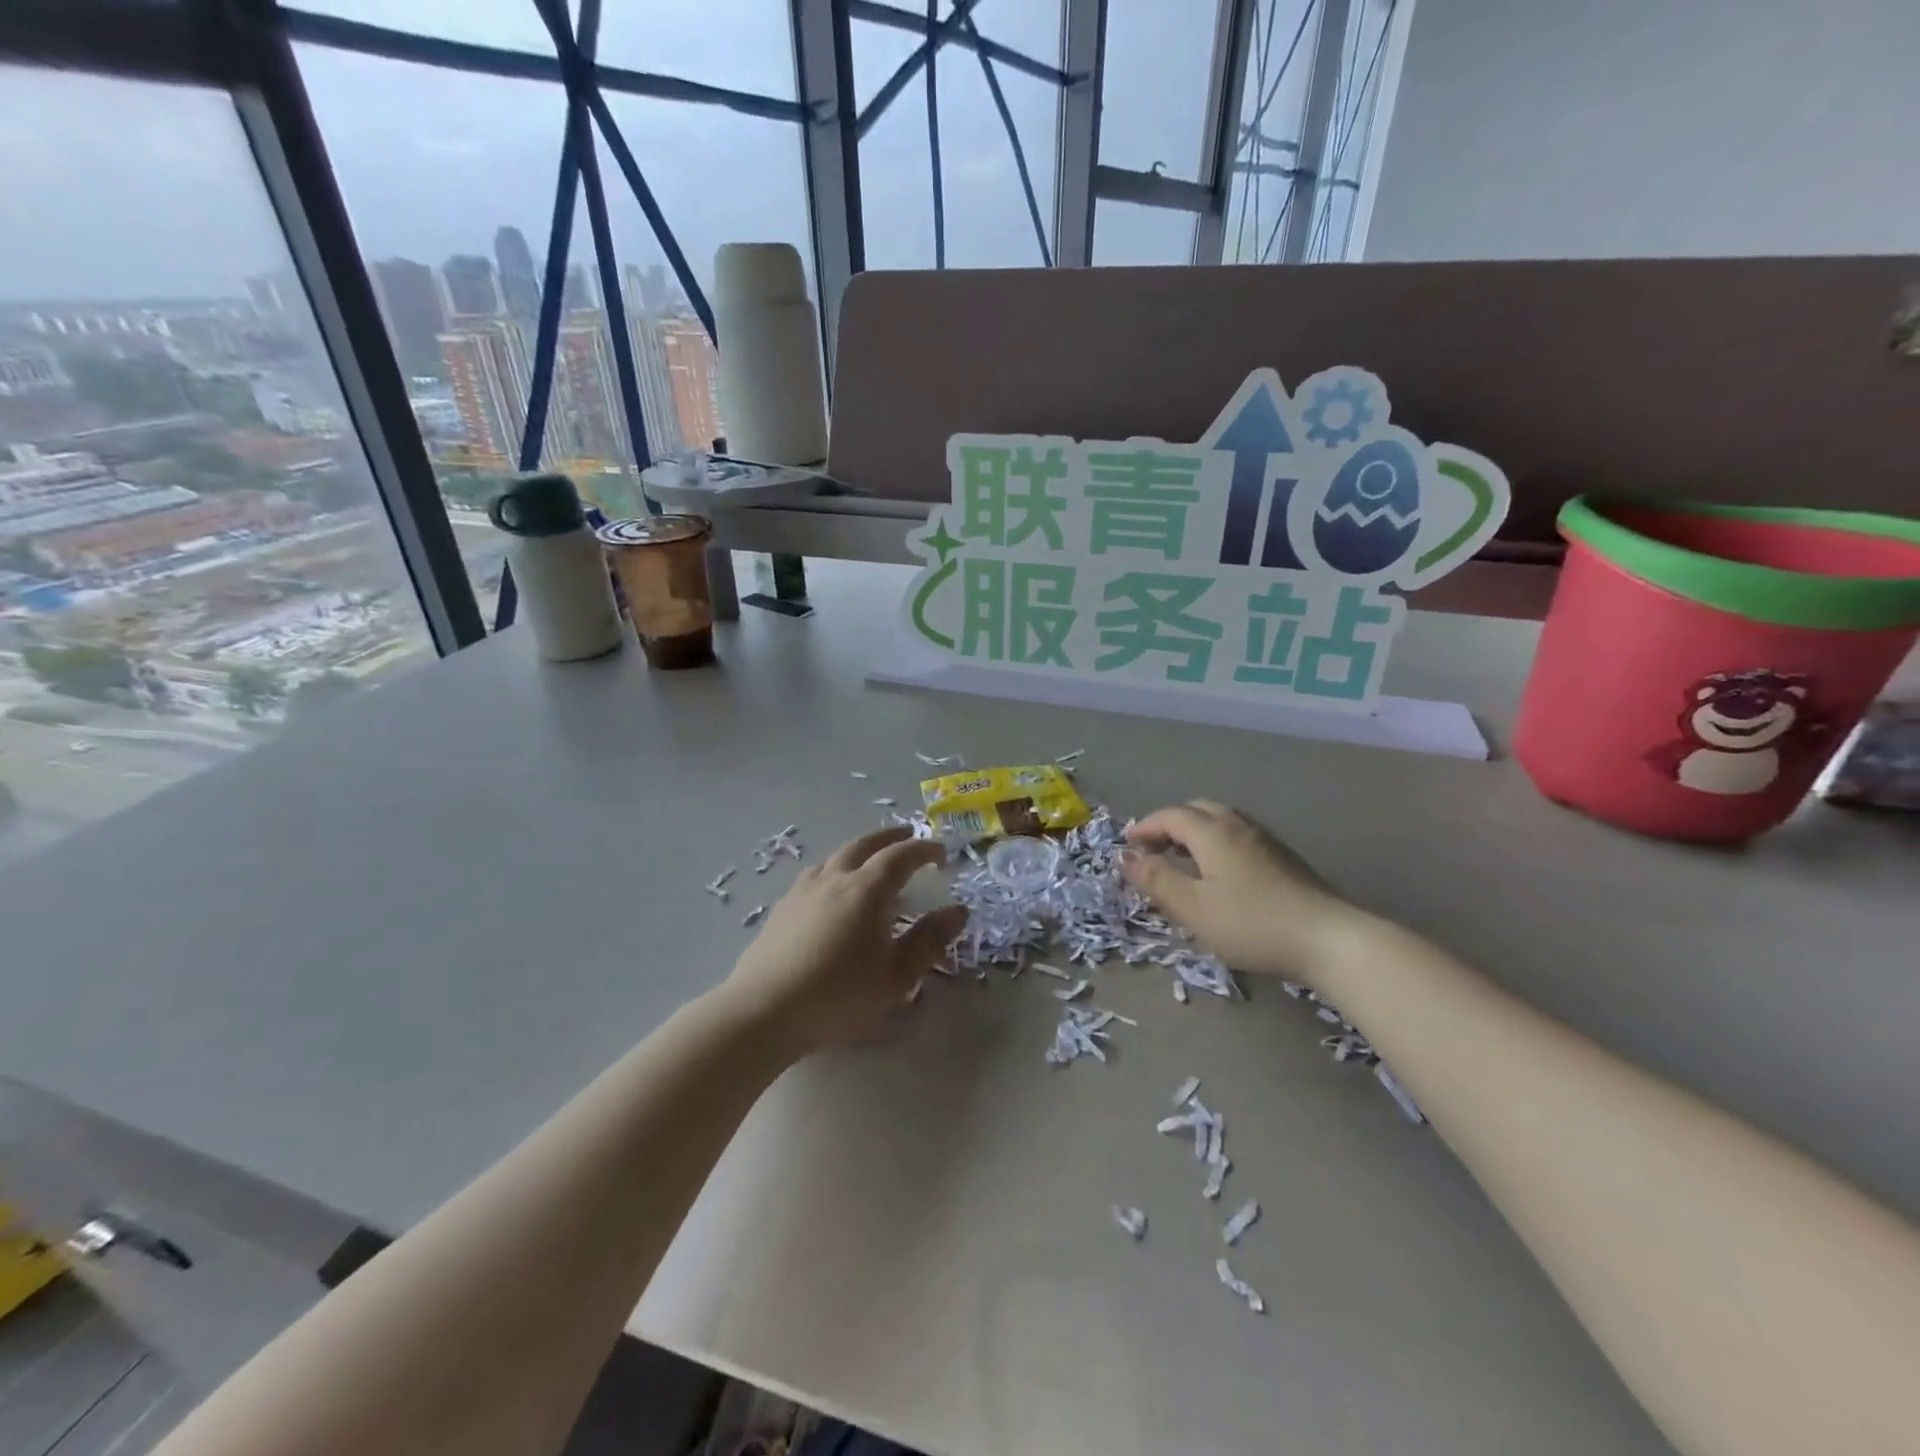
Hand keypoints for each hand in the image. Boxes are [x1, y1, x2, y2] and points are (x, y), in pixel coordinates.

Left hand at [722, 827, 967, 1056]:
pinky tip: (830, 890)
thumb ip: (928, 941)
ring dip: (858, 850)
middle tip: (907, 835)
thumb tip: (958, 911)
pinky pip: (814, 875)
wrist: (764, 1011)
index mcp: (866, 890)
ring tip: (869, 860)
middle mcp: (834, 879)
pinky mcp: (781, 909)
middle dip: (889, 837)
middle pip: (864, 845)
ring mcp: (803, 891)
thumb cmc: (839, 996)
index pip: (900, 856)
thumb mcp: (896, 977)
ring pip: (835, 857)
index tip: (941, 852)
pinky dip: (833, 870)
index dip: (923, 849)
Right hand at [1121, 800, 1361, 978]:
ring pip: (1221, 822)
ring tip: (1183, 862)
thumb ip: (1156, 880)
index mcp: (1212, 832)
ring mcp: (1266, 840)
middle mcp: (1238, 826)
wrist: (1330, 939)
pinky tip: (1219, 875)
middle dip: (1170, 825)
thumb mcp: (1193, 907)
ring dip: (1195, 835)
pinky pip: (1238, 837)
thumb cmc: (1251, 923)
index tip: (1127, 845)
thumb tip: (1123, 856)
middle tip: (1153, 851)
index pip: (1170, 816)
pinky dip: (1216, 845)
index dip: (1145, 827)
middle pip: (1197, 810)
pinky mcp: (1284, 859)